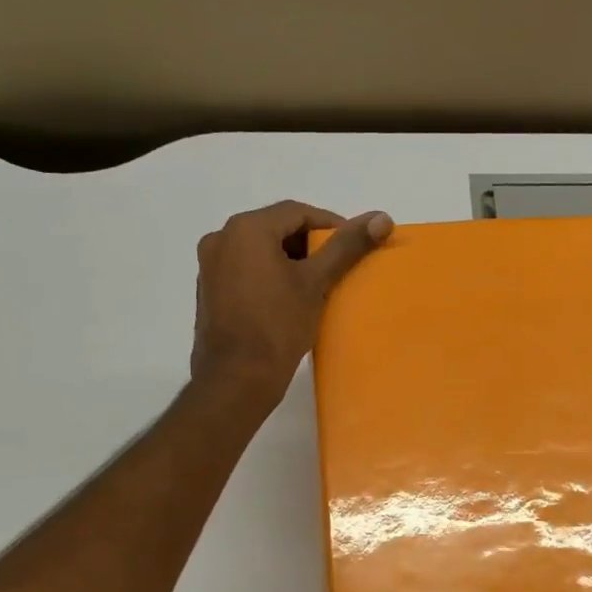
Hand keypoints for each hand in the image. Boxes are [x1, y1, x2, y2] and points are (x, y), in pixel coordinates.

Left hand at [191, 200, 391, 408]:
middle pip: (276, 228)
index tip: (353, 246)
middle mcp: (221, 238)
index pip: (296, 212)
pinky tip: (289, 300)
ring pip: (260, 250)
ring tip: (317, 284)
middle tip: (338, 266)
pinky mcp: (209, 291)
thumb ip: (347, 246)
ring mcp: (210, 266)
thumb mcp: (316, 283)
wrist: (236, 379)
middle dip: (310, 244)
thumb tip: (382, 217)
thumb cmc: (278, 326)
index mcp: (245, 229)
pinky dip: (269, 275)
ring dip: (290, 260)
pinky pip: (245, 270)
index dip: (330, 225)